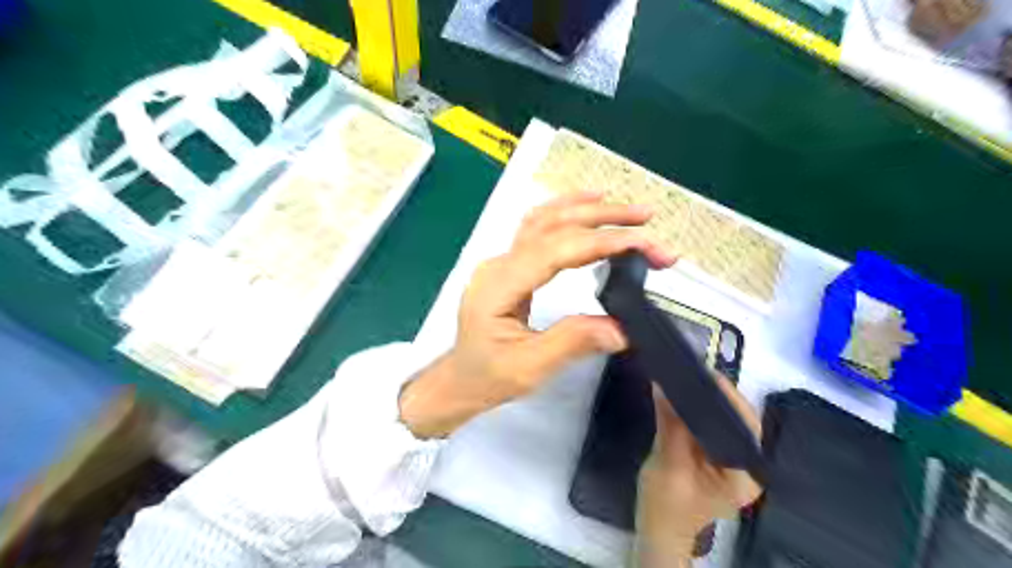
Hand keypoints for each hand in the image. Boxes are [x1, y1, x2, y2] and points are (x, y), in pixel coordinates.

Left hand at [399, 193, 674, 436]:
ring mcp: (502, 260)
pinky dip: (566, 211)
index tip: (640, 243)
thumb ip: (572, 343)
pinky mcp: (510, 265)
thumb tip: (621, 328)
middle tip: (646, 219)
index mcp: (500, 285)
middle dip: (603, 219)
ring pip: (546, 219)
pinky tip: (586, 205)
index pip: (555, 249)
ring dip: (588, 210)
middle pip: (553, 225)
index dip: (600, 241)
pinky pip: (538, 228)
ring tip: (627, 210)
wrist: (460, 378)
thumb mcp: (529, 369)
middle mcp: (499, 263)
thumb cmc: (488, 376)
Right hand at [635, 376, 763, 565]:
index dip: (729, 398)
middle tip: (692, 371)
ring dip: (705, 399)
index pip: (746, 426)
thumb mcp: (667, 466)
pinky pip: (710, 423)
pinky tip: (682, 396)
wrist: (657, 530)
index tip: (707, 376)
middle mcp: (746, 464)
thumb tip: (663, 386)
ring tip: (686, 377)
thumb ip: (670, 425)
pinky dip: (696, 409)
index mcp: (745, 474)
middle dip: (716, 394)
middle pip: (738, 418)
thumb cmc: (665, 507)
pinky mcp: (715, 453)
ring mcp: (731, 459)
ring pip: (724, 418)